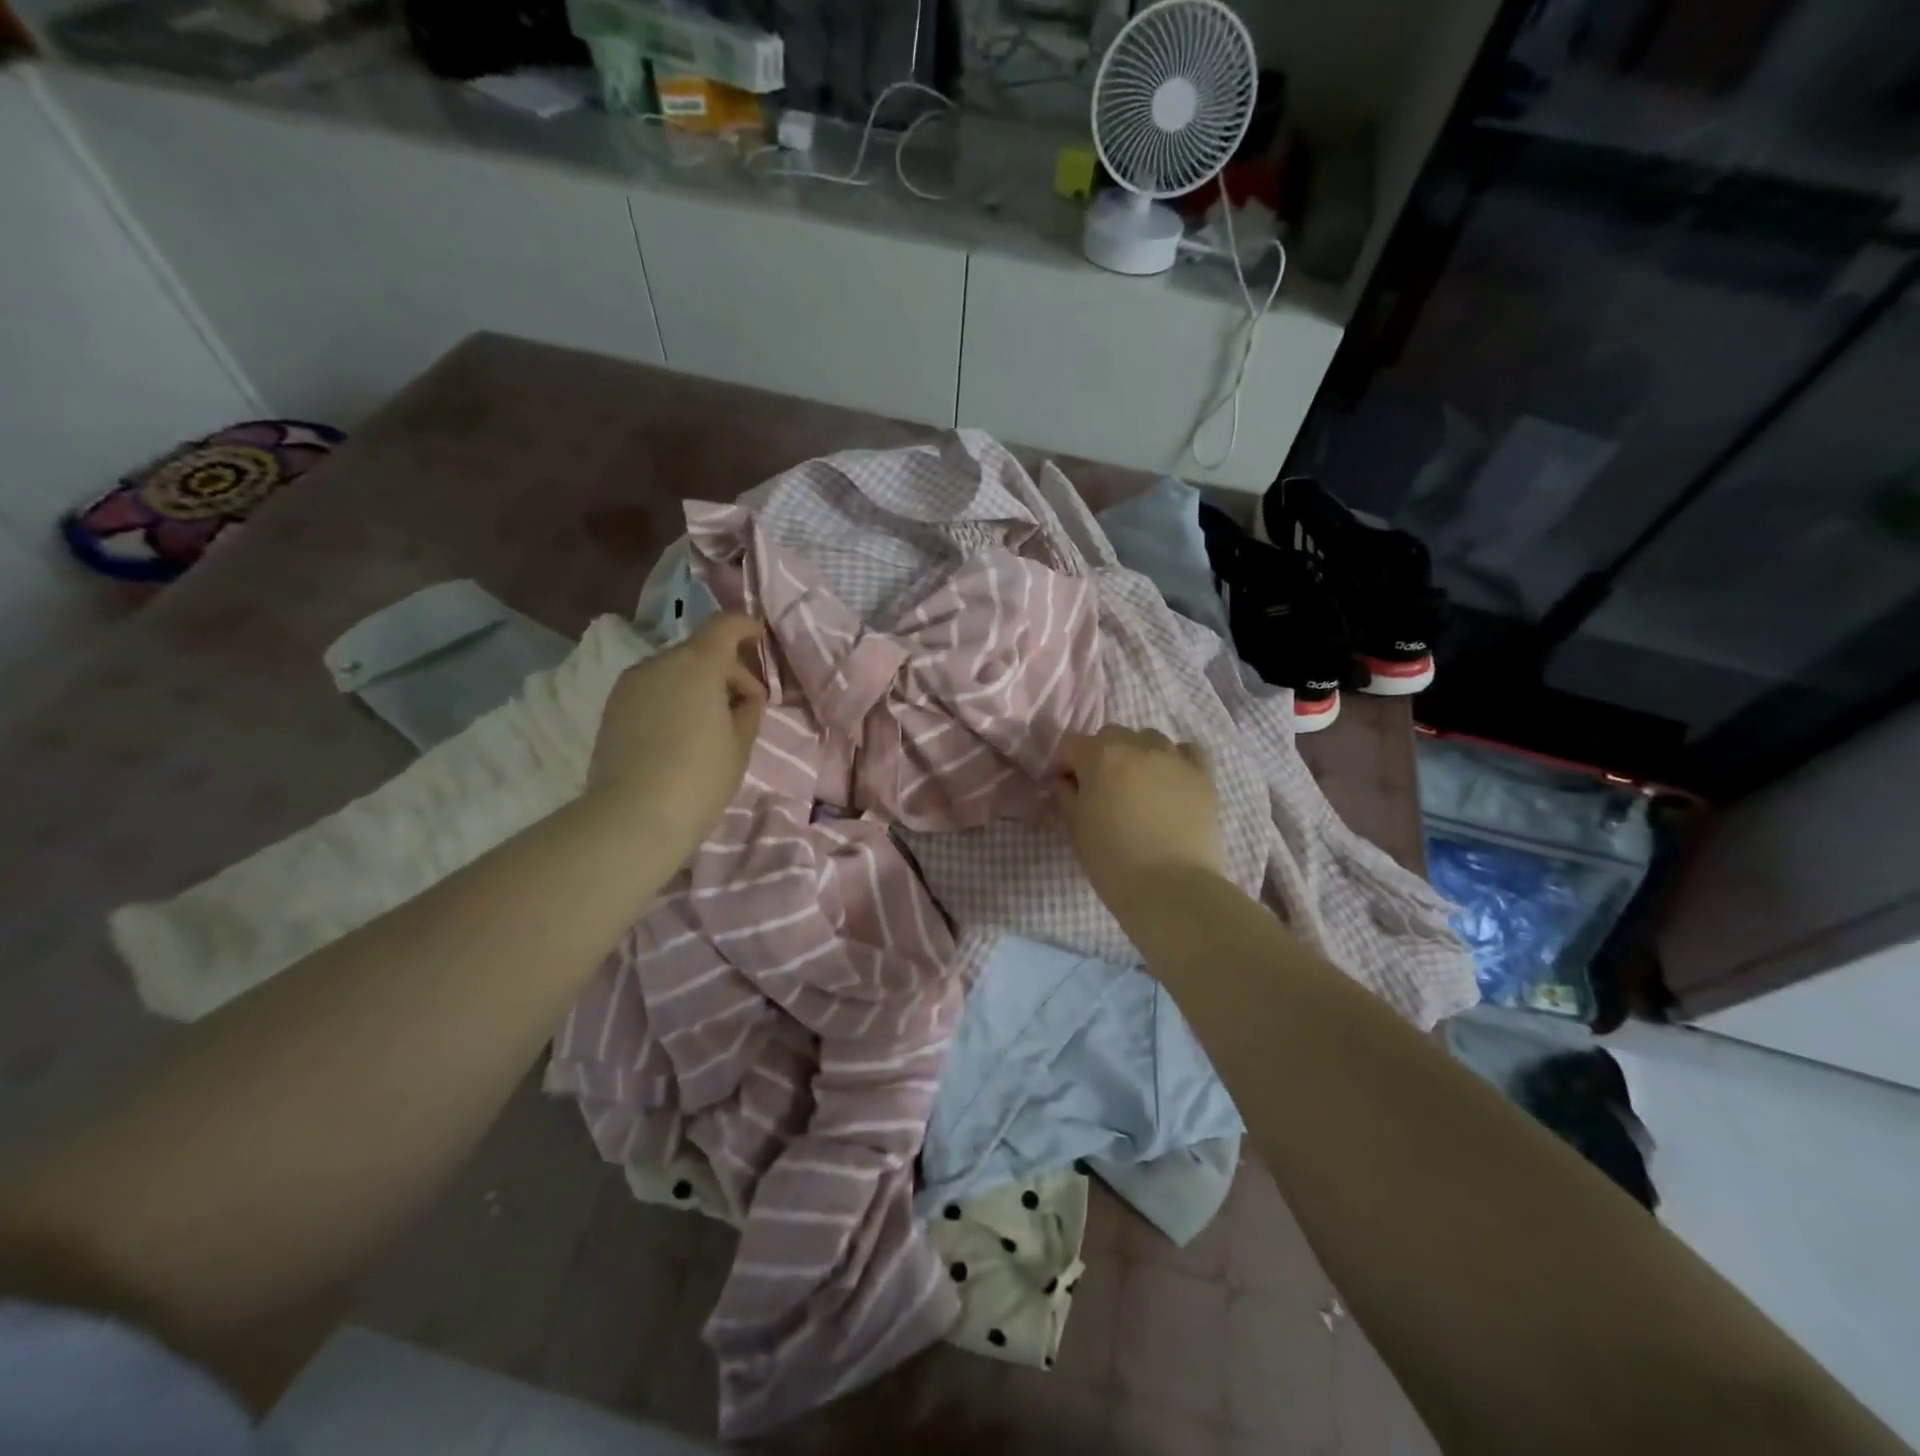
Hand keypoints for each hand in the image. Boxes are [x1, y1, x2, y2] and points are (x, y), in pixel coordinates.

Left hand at [586, 614, 767, 865]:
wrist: (633, 817)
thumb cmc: (700, 777)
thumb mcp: (740, 744)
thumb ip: (747, 710)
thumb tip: (743, 697)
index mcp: (697, 663)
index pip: (725, 625)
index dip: (747, 627)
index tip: (761, 641)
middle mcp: (659, 662)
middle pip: (700, 650)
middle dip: (728, 670)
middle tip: (747, 706)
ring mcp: (630, 684)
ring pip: (674, 671)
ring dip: (698, 685)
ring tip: (712, 724)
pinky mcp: (612, 708)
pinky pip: (653, 690)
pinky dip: (673, 698)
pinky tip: (682, 734)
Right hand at [1053, 726, 1225, 904]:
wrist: (1172, 888)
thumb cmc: (1113, 862)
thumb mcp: (1076, 830)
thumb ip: (1066, 798)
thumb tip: (1065, 785)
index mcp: (1100, 757)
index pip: (1070, 745)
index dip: (1063, 765)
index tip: (1064, 789)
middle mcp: (1137, 746)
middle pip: (1110, 736)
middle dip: (1099, 755)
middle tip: (1100, 789)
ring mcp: (1174, 758)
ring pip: (1148, 739)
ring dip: (1136, 755)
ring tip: (1137, 786)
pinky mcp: (1202, 775)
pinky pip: (1185, 752)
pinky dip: (1174, 760)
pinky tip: (1169, 782)